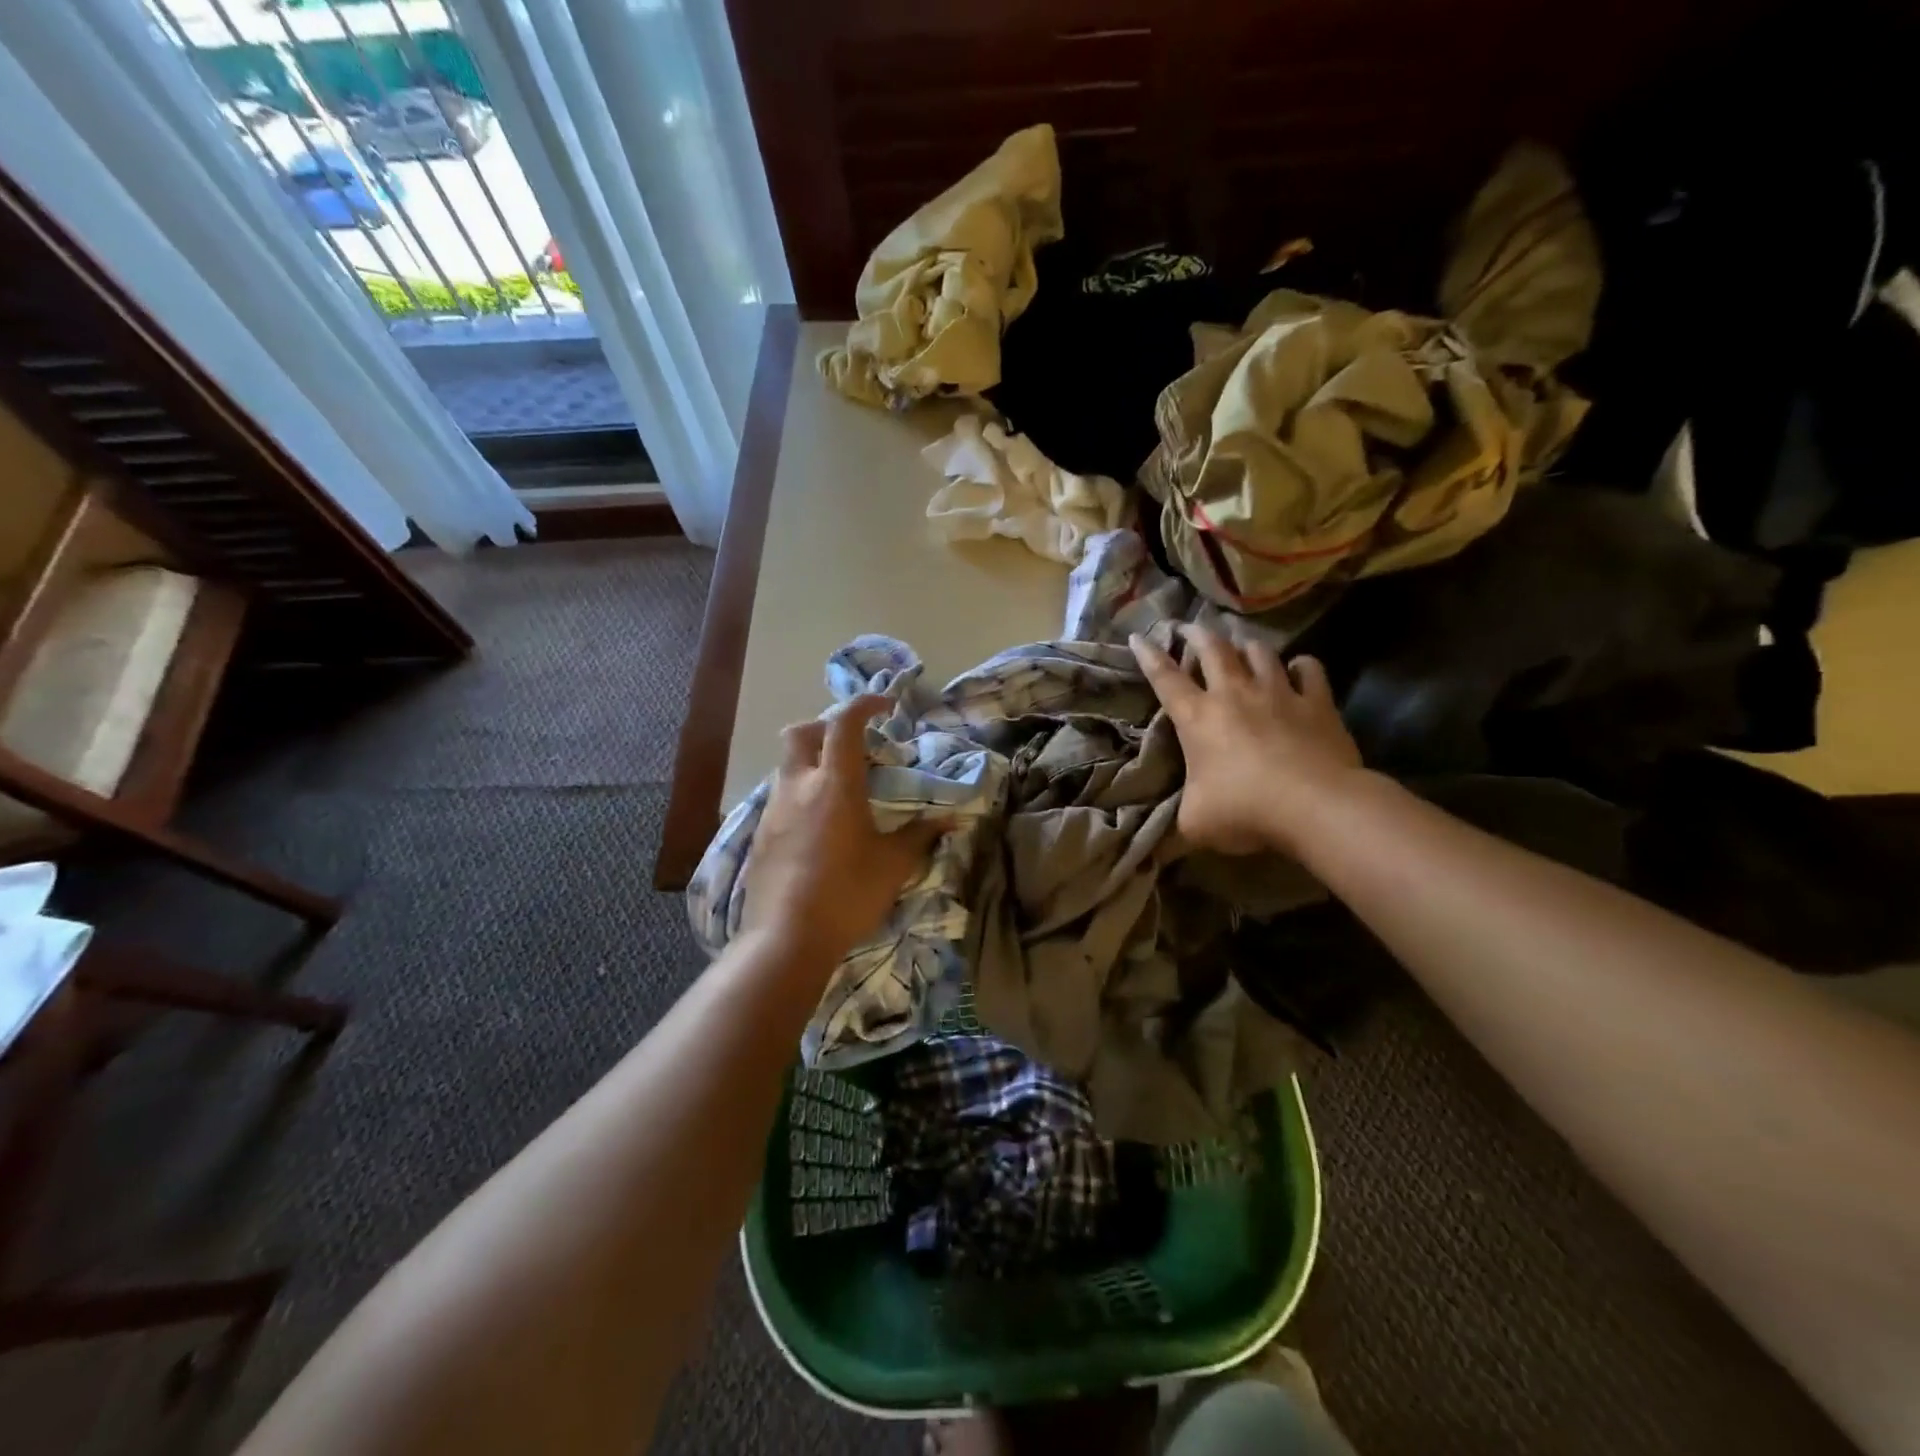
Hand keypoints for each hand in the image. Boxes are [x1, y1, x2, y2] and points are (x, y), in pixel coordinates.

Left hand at [742, 695, 944, 963]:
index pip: (844, 723)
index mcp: (835, 784)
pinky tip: (818, 825)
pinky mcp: (760, 835)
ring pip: (788, 765)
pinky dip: (801, 793)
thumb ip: (921, 835)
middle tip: (854, 747)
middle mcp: (798, 786)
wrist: (786, 939)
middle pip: (802, 732)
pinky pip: (780, 797)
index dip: (865, 704)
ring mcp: (773, 810)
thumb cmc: (848, 894)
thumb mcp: (894, 864)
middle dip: (826, 727)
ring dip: (813, 762)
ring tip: (839, 790)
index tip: (885, 706)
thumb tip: (953, 818)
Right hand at [1130, 628, 1365, 858]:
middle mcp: (1234, 695)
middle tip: (1190, 626)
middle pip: (1213, 649)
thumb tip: (1173, 828)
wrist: (1314, 805)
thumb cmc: (1244, 811)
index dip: (1148, 656)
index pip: (1165, 679)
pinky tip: (1298, 668)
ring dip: (1246, 645)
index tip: (1138, 637)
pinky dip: (1301, 666)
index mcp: (1197, 718)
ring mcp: (1278, 693)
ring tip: (1241, 643)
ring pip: (1259, 652)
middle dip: (1197, 634)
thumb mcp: (1196, 823)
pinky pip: (1309, 670)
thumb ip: (1182, 814)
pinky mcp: (1316, 702)